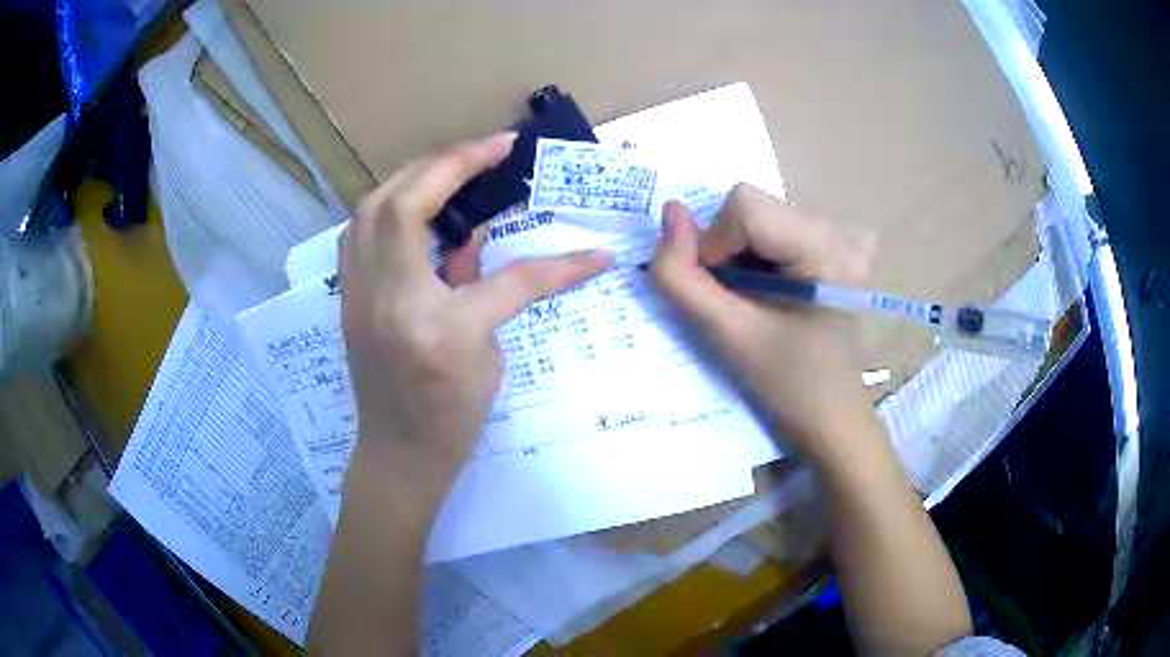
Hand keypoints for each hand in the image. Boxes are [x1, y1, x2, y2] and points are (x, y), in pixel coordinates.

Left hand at [340, 134, 611, 508]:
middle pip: (406, 206)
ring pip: (372, 208)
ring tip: (453, 164)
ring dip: (414, 174)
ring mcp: (359, 296)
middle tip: (492, 147)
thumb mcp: (486, 359)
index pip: (507, 280)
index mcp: (438, 329)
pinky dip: (387, 203)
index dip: (557, 266)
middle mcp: (389, 302)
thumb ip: (482, 288)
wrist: (398, 454)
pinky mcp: (348, 296)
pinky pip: (358, 231)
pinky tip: (413, 199)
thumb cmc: (450, 421)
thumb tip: (474, 235)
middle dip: (451, 162)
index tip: (594, 253)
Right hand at [651, 184, 878, 467]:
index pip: (744, 204)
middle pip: (751, 207)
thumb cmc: (786, 383)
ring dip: (737, 254)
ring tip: (756, 300)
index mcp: (825, 247)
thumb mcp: (726, 334)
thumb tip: (670, 212)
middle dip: (726, 251)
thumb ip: (682, 276)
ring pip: (757, 215)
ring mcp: (838, 235)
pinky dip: (754, 255)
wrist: (831, 412)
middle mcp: (837, 228)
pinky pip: (773, 227)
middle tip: (738, 302)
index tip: (723, 294)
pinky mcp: (832, 245)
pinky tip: (770, 292)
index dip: (715, 244)